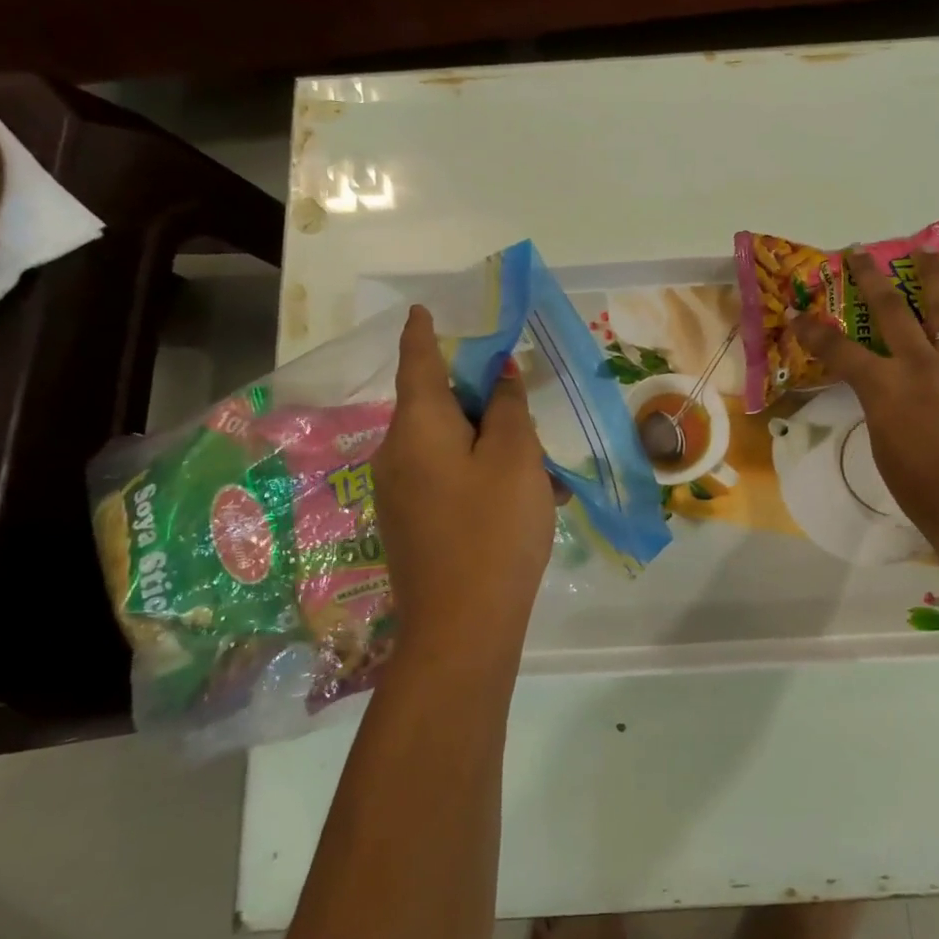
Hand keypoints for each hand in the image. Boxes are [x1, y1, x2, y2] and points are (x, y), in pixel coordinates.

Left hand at [372, 306, 556, 667]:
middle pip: (438, 407)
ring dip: (491, 446)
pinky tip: (526, 501)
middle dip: (481, 402)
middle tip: (523, 406)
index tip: (422, 310)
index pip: (417, 362)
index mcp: (417, 427)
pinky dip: (482, 477)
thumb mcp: (516, 458)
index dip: (422, 333)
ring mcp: (398, 494)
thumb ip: (509, 409)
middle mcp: (397, 453)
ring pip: (449, 448)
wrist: (461, 628)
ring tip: (541, 468)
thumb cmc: (493, 529)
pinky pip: (447, 481)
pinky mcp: (409, 525)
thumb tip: (499, 377)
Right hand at [791, 246, 938, 541]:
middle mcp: (920, 364)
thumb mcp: (881, 441)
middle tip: (860, 252)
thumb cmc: (918, 485)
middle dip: (871, 278)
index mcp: (885, 387)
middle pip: (892, 309)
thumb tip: (882, 389)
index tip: (798, 313)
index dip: (815, 330)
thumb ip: (878, 404)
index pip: (840, 349)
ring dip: (931, 278)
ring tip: (926, 253)